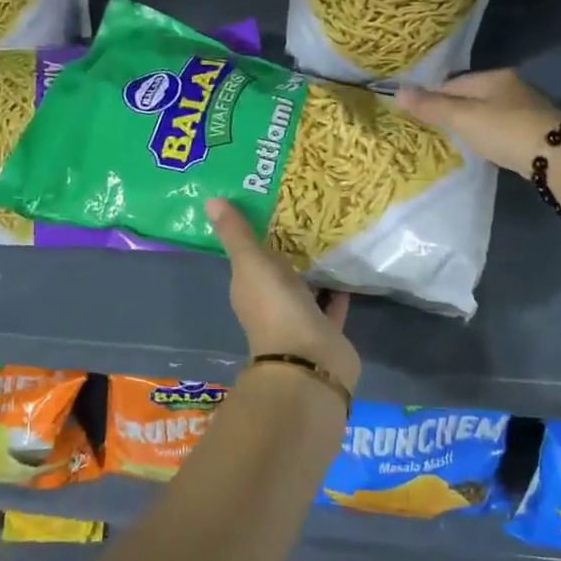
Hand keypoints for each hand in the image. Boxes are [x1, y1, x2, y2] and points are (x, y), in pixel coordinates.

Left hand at [205, 199, 361, 391]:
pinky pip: (333, 302)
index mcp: (248, 288)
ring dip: (315, 266)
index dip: (257, 231)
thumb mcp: (251, 264)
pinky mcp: (327, 329)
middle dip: (290, 246)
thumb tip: (210, 199)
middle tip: (308, 209)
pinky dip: (338, 287)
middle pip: (280, 269)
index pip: (249, 256)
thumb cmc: (275, 308)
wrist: (309, 361)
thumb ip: (237, 234)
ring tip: (332, 230)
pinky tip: (351, 263)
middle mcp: (271, 303)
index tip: (271, 201)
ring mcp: (299, 318)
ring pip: (307, 285)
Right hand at [396, 69, 560, 176]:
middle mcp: (512, 85)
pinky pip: (503, 127)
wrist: (558, 156)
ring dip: (473, 123)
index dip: (432, 98)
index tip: (418, 116)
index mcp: (493, 77)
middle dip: (453, 110)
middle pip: (472, 95)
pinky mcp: (537, 128)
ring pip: (488, 111)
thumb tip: (397, 92)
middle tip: (436, 131)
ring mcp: (527, 107)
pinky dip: (491, 134)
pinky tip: (487, 148)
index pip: (452, 83)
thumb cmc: (505, 131)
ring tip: (458, 141)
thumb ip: (432, 107)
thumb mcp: (463, 118)